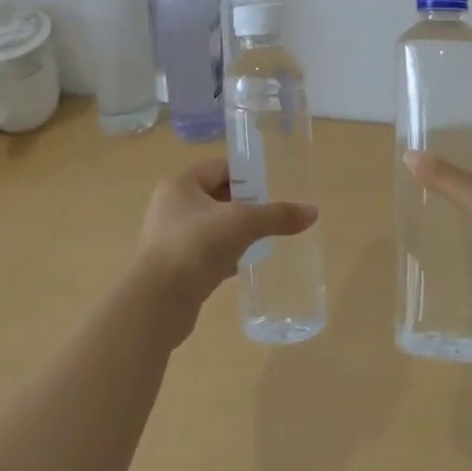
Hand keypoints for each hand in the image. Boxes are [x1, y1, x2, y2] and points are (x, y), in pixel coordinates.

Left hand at [133, 159, 317, 342]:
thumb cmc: (197, 246)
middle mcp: (169, 207)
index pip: (218, 168)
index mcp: (180, 185)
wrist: (158, 302)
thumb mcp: (243, 223)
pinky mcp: (172, 268)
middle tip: (270, 214)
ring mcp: (168, 239)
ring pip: (210, 227)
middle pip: (214, 197)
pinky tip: (242, 266)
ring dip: (233, 232)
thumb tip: (313, 212)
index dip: (245, 174)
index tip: (270, 186)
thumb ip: (277, 215)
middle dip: (242, 205)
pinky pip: (204, 254)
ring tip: (261, 240)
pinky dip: (223, 256)